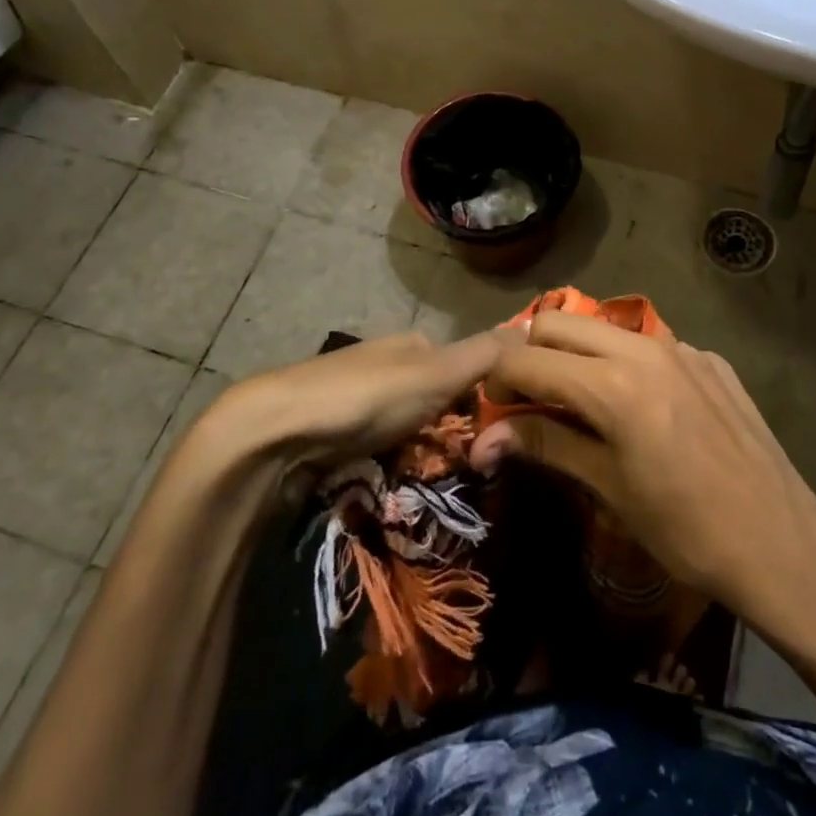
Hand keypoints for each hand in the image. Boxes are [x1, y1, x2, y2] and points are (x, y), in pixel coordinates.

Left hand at [192, 331, 505, 482]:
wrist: (276, 433)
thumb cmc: (366, 396)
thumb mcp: (437, 372)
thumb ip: (487, 354)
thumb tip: (539, 327)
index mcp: (413, 345)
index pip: (466, 370)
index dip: (484, 403)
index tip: (494, 440)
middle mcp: (387, 367)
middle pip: (438, 405)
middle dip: (450, 437)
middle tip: (463, 471)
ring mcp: (357, 403)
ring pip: (410, 433)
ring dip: (421, 458)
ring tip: (427, 487)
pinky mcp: (334, 437)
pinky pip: (379, 454)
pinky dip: (390, 471)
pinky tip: (391, 488)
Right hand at [474, 312, 815, 638]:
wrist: (781, 543)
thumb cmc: (685, 530)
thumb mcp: (608, 488)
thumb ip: (545, 445)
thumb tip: (483, 439)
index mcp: (612, 385)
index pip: (526, 359)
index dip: (496, 379)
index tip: (490, 408)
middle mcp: (644, 349)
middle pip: (558, 322)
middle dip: (530, 352)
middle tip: (527, 398)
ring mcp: (683, 349)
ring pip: (605, 327)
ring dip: (577, 352)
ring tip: (577, 399)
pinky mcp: (711, 359)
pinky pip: (650, 346)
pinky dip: (625, 363)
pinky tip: (641, 408)